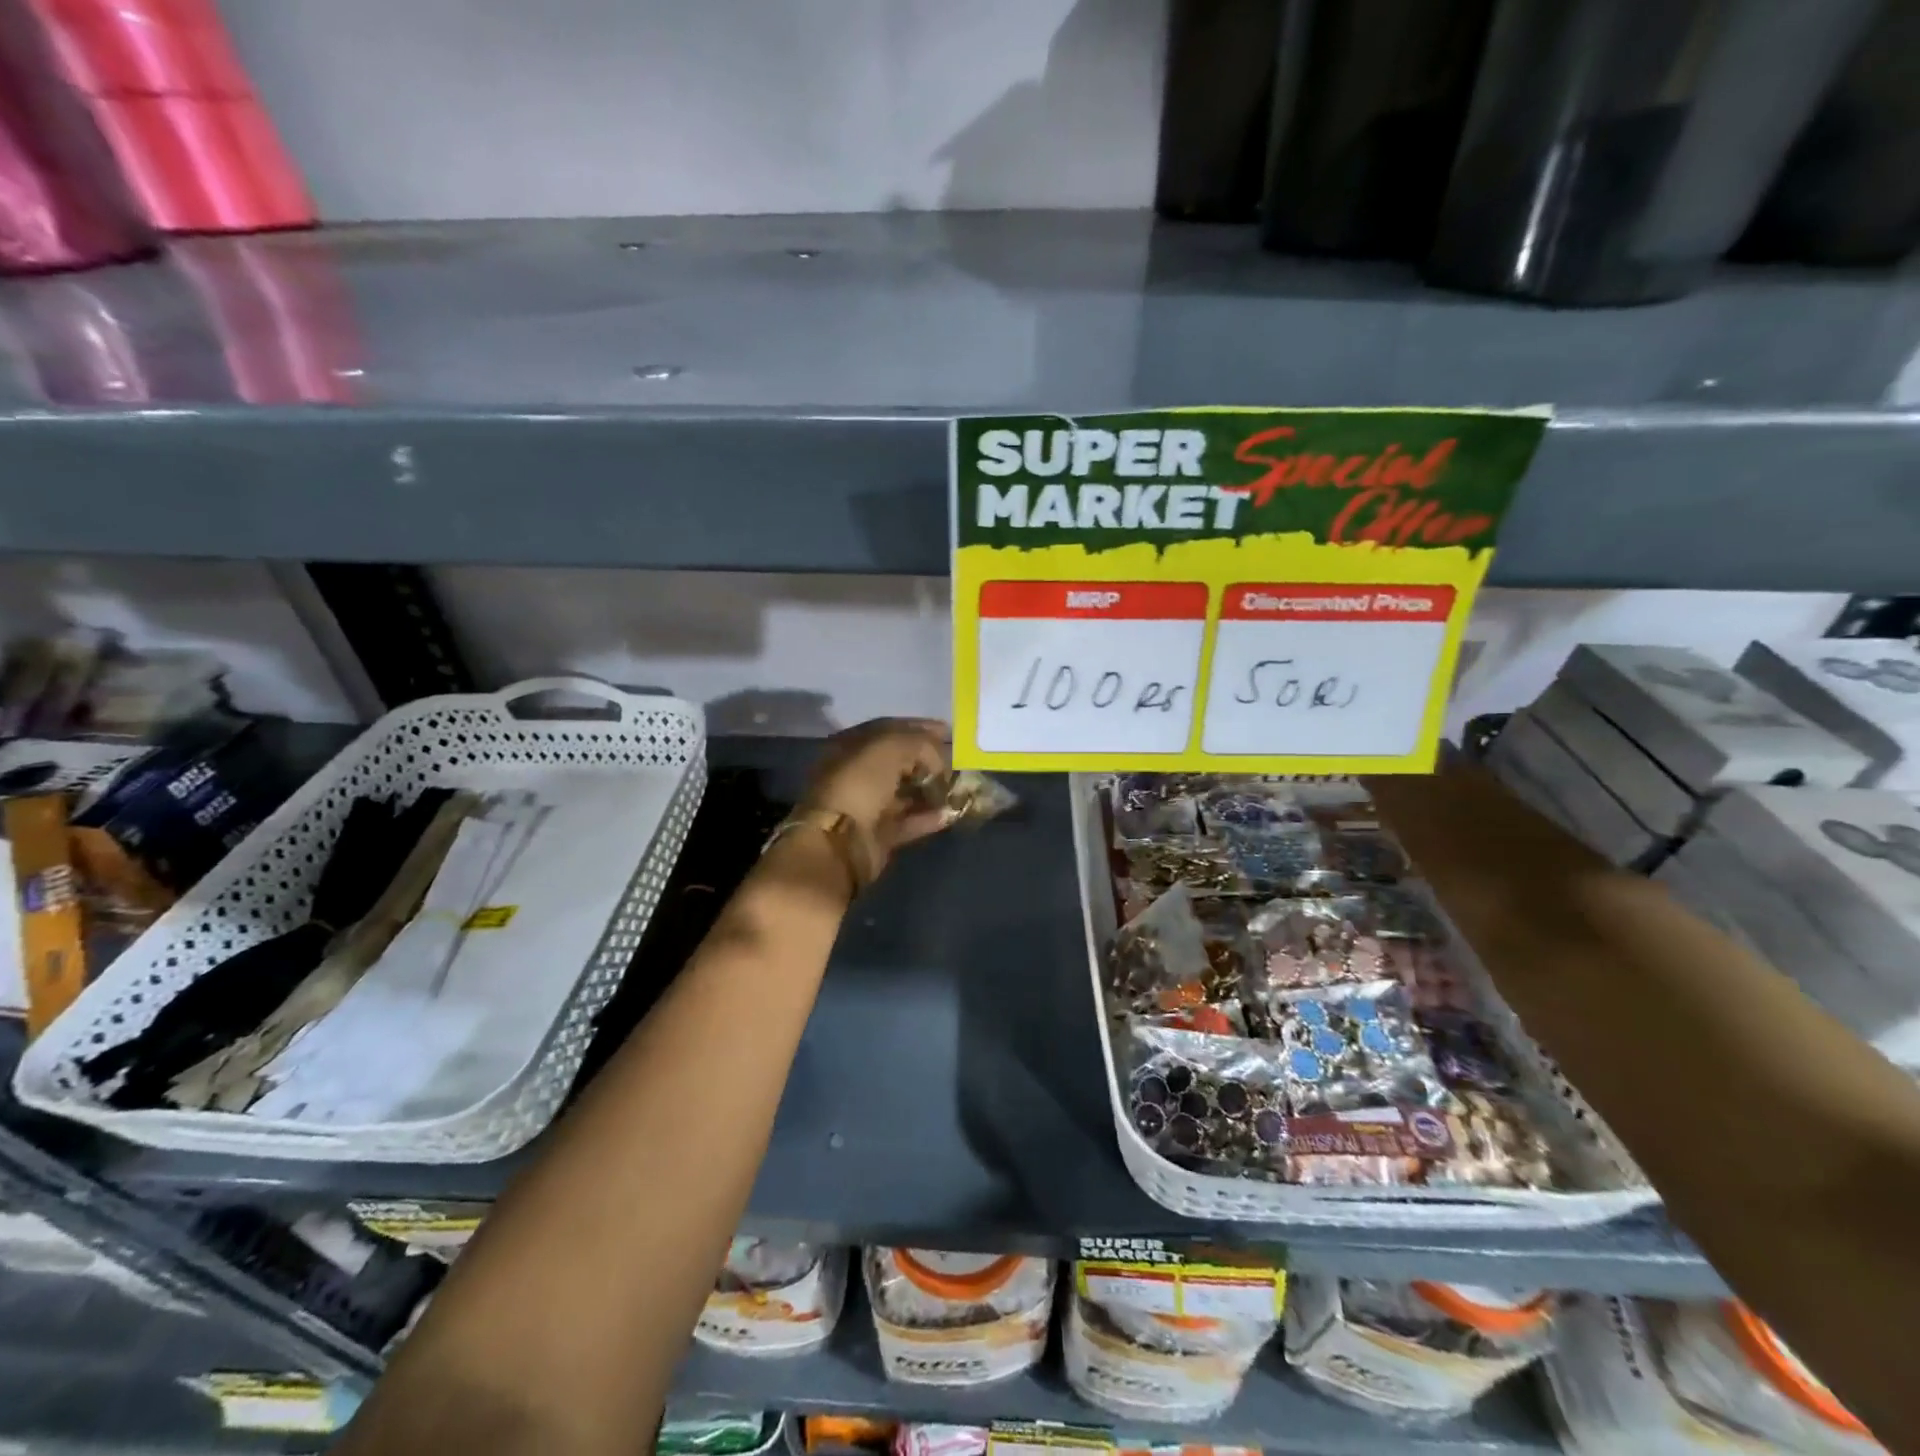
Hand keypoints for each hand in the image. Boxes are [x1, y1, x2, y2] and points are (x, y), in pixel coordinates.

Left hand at [799, 718, 953, 877]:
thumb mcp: (890, 748)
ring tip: (958, 789)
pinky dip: (928, 817)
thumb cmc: (860, 785)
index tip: (947, 732)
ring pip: (905, 792)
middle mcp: (857, 773)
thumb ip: (920, 743)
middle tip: (955, 763)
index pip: (889, 729)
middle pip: (899, 762)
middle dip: (929, 761)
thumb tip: (939, 759)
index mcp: (851, 746)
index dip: (919, 728)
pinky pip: (909, 821)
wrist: (839, 841)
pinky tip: (950, 813)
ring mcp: (867, 805)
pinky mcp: (878, 834)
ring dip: (931, 790)